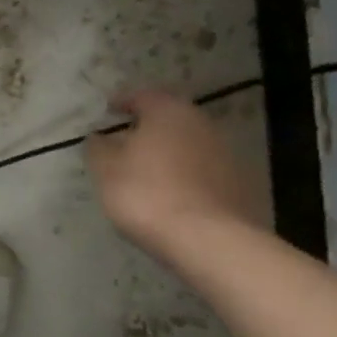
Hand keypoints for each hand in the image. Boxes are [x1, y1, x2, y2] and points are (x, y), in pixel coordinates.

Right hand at [85, 89, 264, 259]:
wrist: (209, 240)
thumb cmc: (147, 194)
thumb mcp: (107, 170)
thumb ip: (99, 148)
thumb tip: (99, 137)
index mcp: (168, 111)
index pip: (142, 96)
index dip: (123, 102)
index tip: (109, 110)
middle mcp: (200, 123)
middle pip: (169, 118)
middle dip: (148, 128)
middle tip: (126, 141)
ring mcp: (224, 153)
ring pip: (188, 144)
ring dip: (168, 152)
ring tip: (147, 171)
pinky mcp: (237, 183)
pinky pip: (202, 170)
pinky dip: (185, 174)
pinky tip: (171, 194)